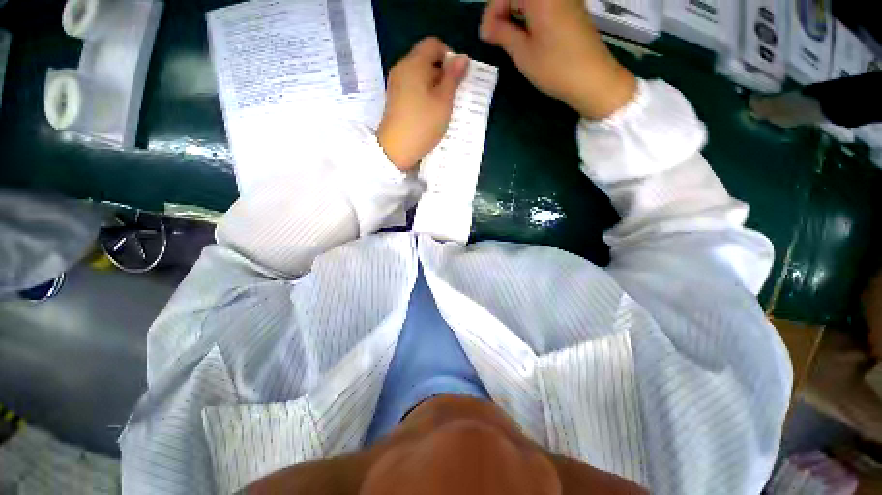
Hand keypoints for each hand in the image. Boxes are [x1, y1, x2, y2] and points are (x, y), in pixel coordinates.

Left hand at [377, 37, 468, 170]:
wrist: (395, 150)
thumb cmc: (423, 124)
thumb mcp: (443, 101)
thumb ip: (453, 77)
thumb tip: (462, 57)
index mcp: (414, 63)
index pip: (433, 44)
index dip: (449, 56)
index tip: (457, 77)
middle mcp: (401, 68)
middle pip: (426, 60)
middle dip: (442, 73)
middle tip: (453, 95)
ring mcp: (396, 84)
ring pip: (420, 76)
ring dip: (434, 86)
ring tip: (443, 107)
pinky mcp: (395, 99)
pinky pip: (413, 88)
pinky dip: (424, 95)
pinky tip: (430, 112)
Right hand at [479, 0, 635, 118]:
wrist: (592, 79)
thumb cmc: (554, 67)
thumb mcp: (523, 53)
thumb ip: (502, 34)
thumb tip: (487, 28)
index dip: (491, 12)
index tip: (485, 36)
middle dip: (502, 10)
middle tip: (494, 36)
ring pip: (531, 1)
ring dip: (515, 13)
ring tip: (507, 38)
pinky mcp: (572, 9)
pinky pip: (545, 4)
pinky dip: (530, 15)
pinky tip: (526, 34)